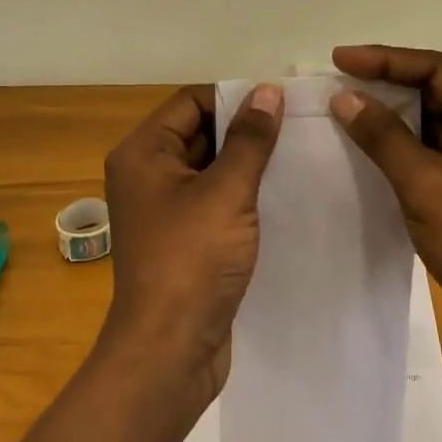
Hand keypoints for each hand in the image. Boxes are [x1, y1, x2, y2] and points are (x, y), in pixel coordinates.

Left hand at [99, 83, 284, 418]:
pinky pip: (214, 202)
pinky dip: (242, 196)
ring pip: (210, 170)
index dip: (233, 98)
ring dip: (247, 165)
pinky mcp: (183, 240)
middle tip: (298, 129)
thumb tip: (268, 91)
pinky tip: (282, 196)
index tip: (281, 104)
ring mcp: (164, 210)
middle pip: (200, 133)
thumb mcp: (226, 192)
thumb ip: (250, 139)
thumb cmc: (192, 260)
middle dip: (244, 131)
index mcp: (143, 153)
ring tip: (298, 158)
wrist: (169, 351)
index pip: (190, 103)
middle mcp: (146, 175)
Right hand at [329, 45, 441, 391]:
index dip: (384, 60)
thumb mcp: (427, 184)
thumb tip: (343, 96)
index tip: (338, 58)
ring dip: (390, 116)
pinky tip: (366, 145)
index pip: (436, 68)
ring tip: (342, 108)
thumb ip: (383, 136)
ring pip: (431, 121)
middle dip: (385, 85)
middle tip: (335, 80)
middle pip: (435, 89)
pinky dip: (401, 146)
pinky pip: (433, 149)